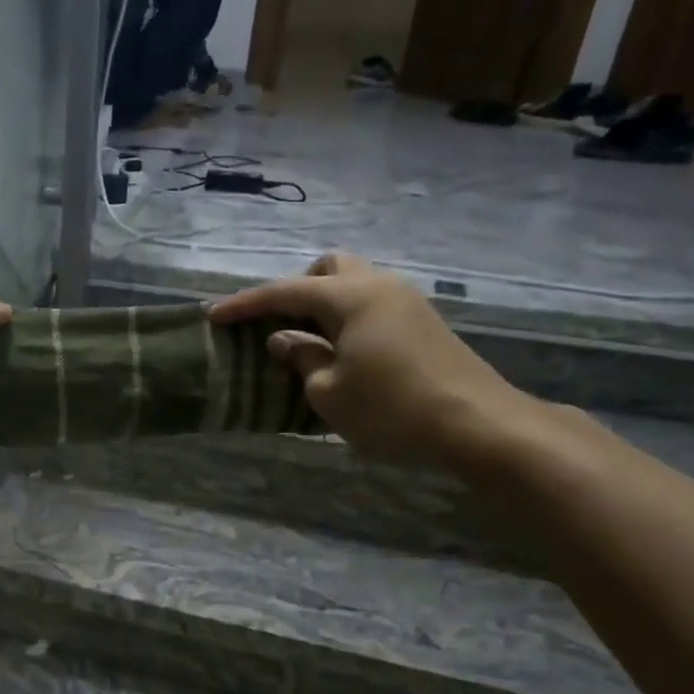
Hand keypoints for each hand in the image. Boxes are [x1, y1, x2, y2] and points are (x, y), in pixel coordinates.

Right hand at [210, 254, 540, 469]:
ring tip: (306, 341)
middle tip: (277, 324)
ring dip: (324, 304)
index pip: (285, 292)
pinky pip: (372, 304)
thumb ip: (301, 358)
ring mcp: (407, 303)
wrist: (480, 426)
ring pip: (354, 284)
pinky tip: (342, 352)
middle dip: (296, 289)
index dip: (245, 304)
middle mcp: (379, 287)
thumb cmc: (392, 408)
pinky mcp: (423, 324)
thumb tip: (283, 340)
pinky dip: (347, 317)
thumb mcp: (329, 392)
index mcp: (350, 297)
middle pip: (328, 268)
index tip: (213, 315)